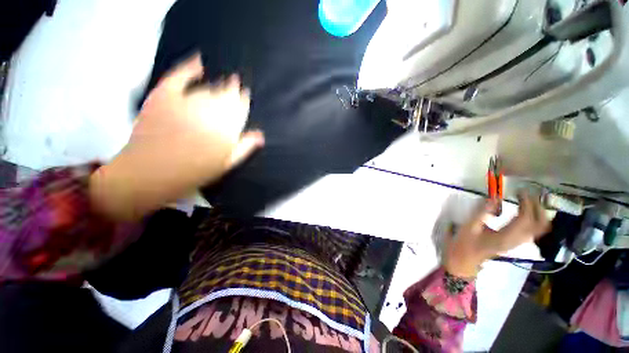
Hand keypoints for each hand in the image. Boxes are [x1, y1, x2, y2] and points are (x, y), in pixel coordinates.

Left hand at [90, 53, 263, 219]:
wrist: (151, 173)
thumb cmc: (194, 172)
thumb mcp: (226, 164)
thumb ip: (245, 147)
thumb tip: (260, 135)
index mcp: (227, 130)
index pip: (241, 109)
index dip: (244, 101)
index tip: (246, 95)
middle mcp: (210, 113)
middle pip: (227, 96)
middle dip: (234, 89)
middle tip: (237, 83)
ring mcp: (187, 103)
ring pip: (209, 88)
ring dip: (219, 85)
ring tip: (224, 82)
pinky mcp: (164, 96)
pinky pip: (179, 77)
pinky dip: (189, 67)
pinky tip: (199, 61)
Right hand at [443, 192, 550, 277]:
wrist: (465, 260)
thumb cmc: (464, 244)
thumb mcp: (468, 227)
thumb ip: (481, 212)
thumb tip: (494, 198)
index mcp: (505, 238)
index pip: (525, 219)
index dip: (526, 203)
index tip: (519, 191)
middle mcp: (517, 241)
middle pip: (540, 225)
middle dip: (537, 207)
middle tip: (526, 194)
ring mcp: (518, 242)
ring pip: (540, 228)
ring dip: (538, 212)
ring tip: (527, 200)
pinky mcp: (515, 242)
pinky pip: (533, 230)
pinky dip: (534, 218)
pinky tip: (524, 211)